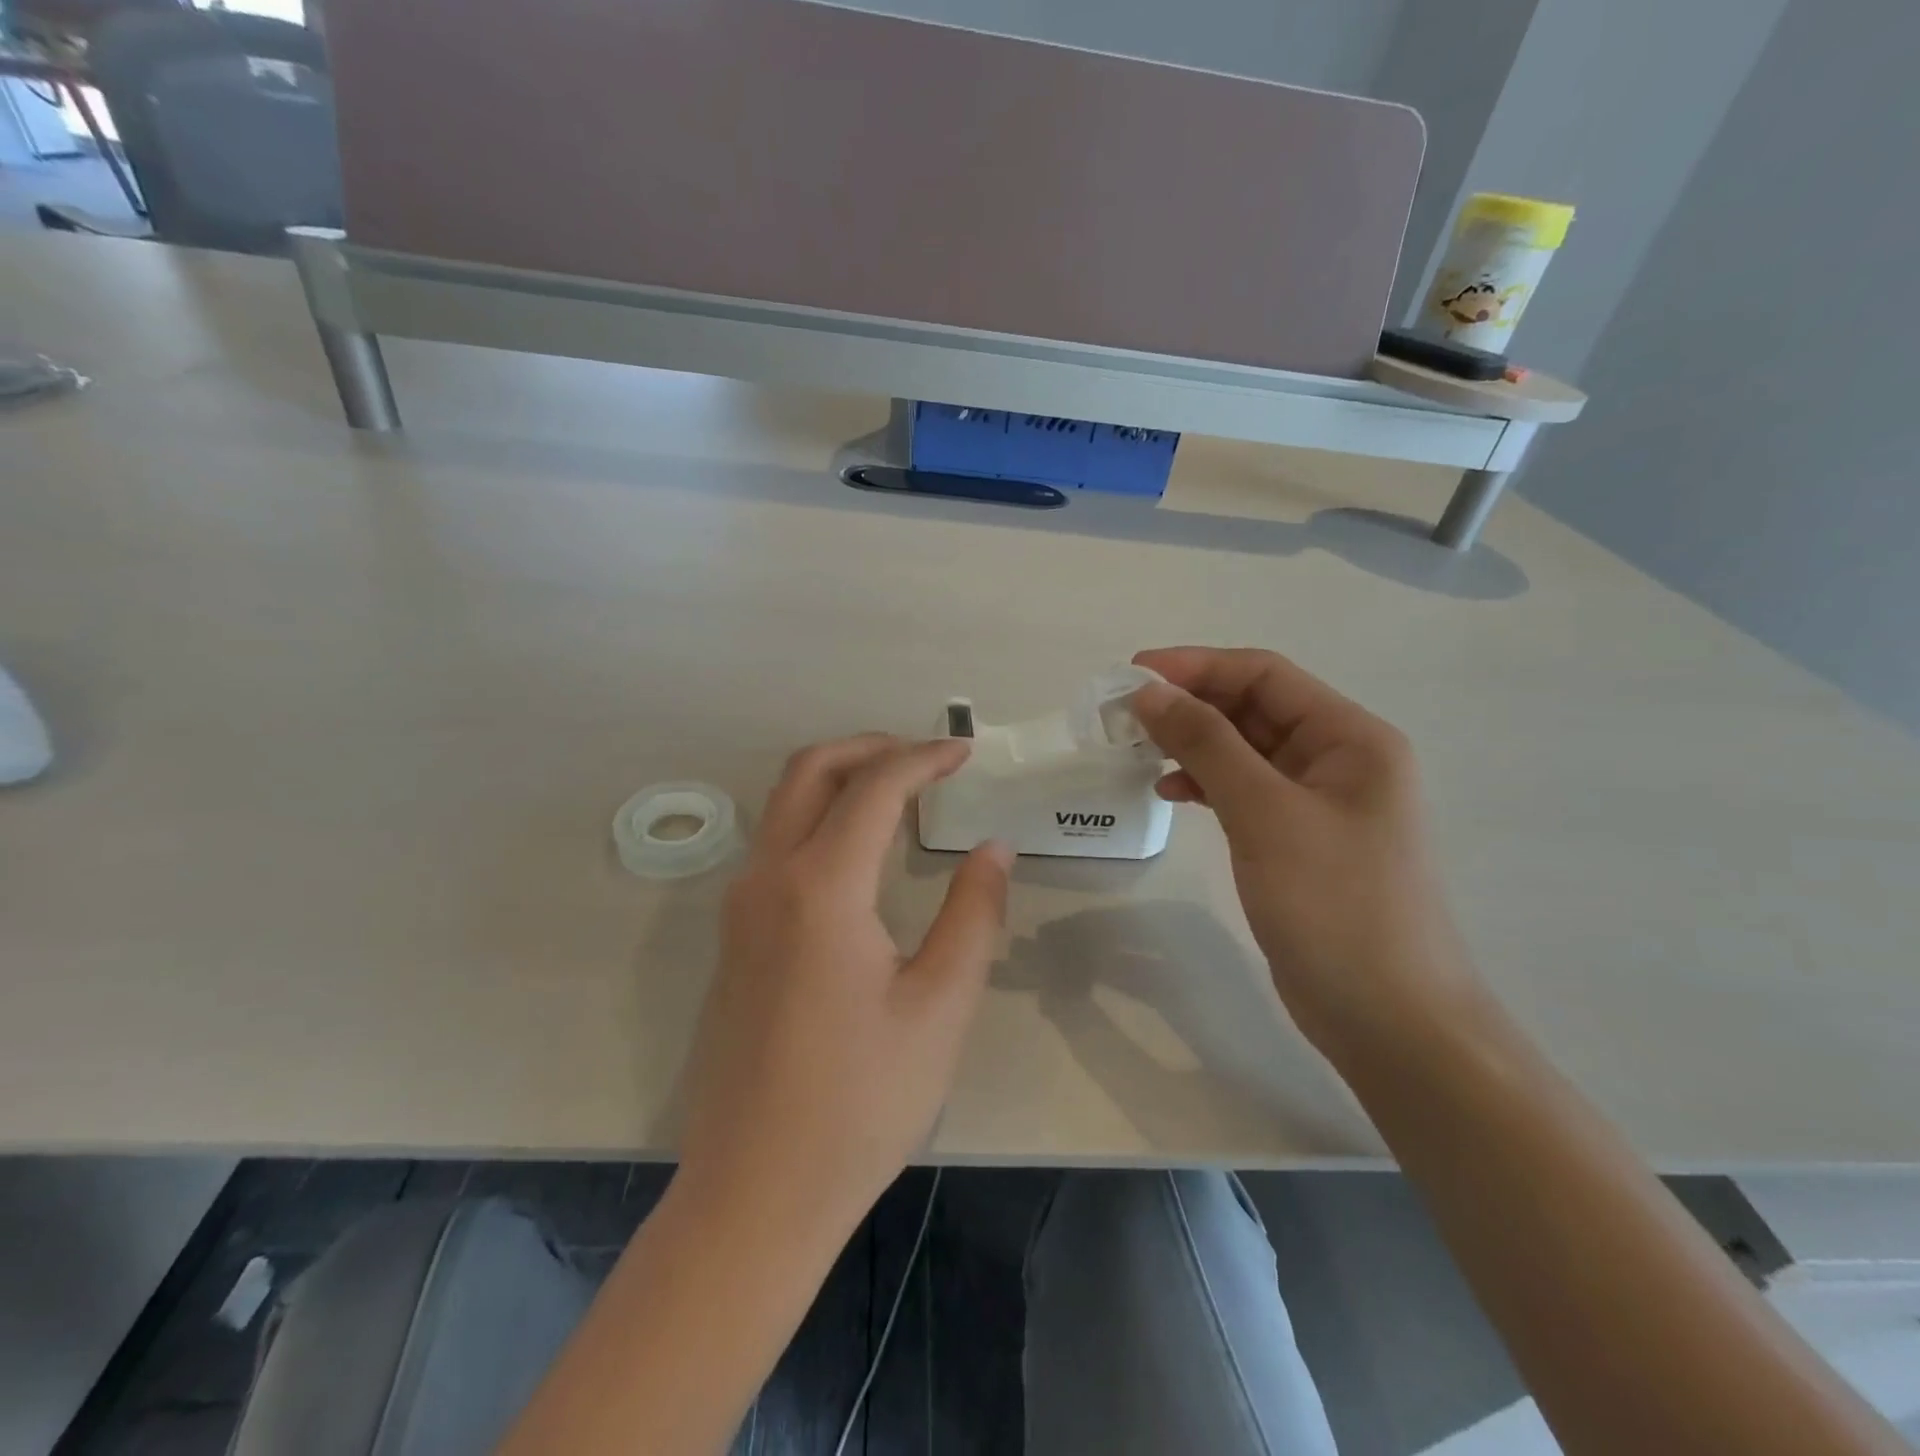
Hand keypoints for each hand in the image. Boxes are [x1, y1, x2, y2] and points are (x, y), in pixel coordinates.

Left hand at [676, 735, 1011, 1238]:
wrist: (756, 1190)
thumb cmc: (861, 1102)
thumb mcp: (941, 1006)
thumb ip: (973, 914)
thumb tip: (992, 848)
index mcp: (821, 887)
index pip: (874, 787)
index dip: (924, 758)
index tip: (964, 752)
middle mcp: (768, 878)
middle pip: (810, 770)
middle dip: (871, 748)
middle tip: (927, 758)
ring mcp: (740, 906)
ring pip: (784, 802)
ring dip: (841, 779)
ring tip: (901, 794)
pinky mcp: (734, 935)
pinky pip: (776, 842)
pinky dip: (820, 816)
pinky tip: (861, 851)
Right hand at [1129, 647, 1484, 1064]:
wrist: (1390, 1019)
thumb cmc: (1336, 906)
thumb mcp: (1265, 814)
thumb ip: (1207, 744)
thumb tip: (1149, 691)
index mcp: (1351, 738)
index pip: (1265, 675)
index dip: (1196, 665)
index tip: (1131, 674)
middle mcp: (1340, 759)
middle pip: (1254, 708)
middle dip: (1190, 703)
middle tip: (1123, 713)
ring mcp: (1320, 803)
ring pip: (1245, 750)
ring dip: (1193, 743)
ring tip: (1137, 749)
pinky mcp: (1298, 841)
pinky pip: (1245, 791)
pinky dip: (1206, 784)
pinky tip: (1169, 792)